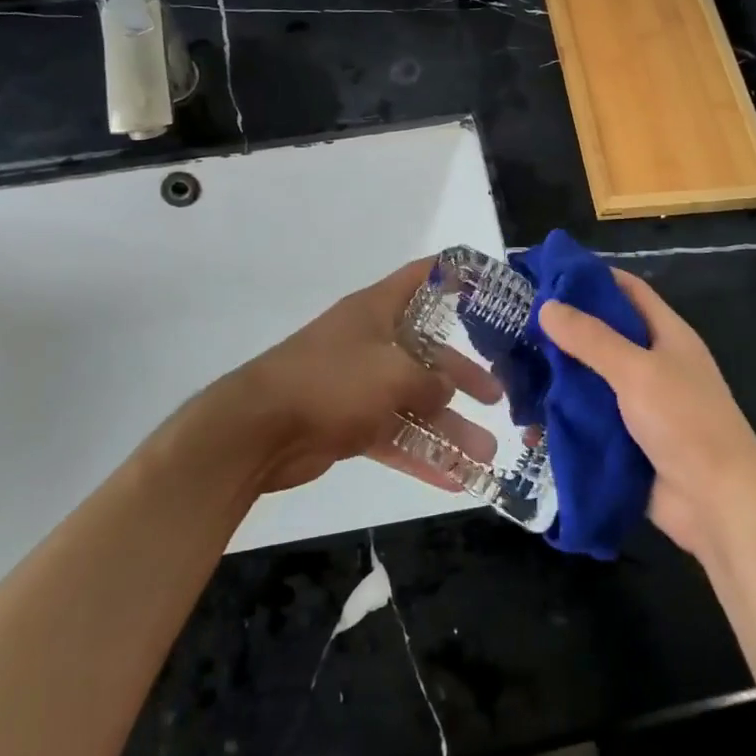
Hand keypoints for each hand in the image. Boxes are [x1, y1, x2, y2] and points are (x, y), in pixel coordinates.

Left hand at [215, 259, 502, 493]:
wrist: (258, 429)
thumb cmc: (332, 381)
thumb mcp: (394, 373)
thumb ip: (429, 381)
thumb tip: (446, 390)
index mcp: (377, 311)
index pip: (421, 278)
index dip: (454, 275)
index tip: (488, 285)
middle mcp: (369, 343)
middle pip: (426, 353)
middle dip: (461, 376)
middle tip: (497, 396)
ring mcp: (357, 385)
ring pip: (413, 402)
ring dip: (448, 428)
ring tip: (486, 455)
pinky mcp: (346, 423)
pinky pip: (393, 436)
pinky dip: (420, 455)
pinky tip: (454, 479)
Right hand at [538, 269, 755, 559]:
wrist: (718, 504)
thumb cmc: (685, 423)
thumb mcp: (637, 370)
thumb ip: (591, 338)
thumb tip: (546, 306)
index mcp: (666, 335)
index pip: (627, 290)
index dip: (591, 278)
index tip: (547, 275)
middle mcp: (652, 363)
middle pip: (602, 334)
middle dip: (562, 330)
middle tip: (515, 323)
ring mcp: (638, 403)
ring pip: (589, 378)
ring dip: (556, 375)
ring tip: (510, 368)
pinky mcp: (624, 439)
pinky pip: (586, 418)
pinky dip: (561, 416)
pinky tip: (527, 416)